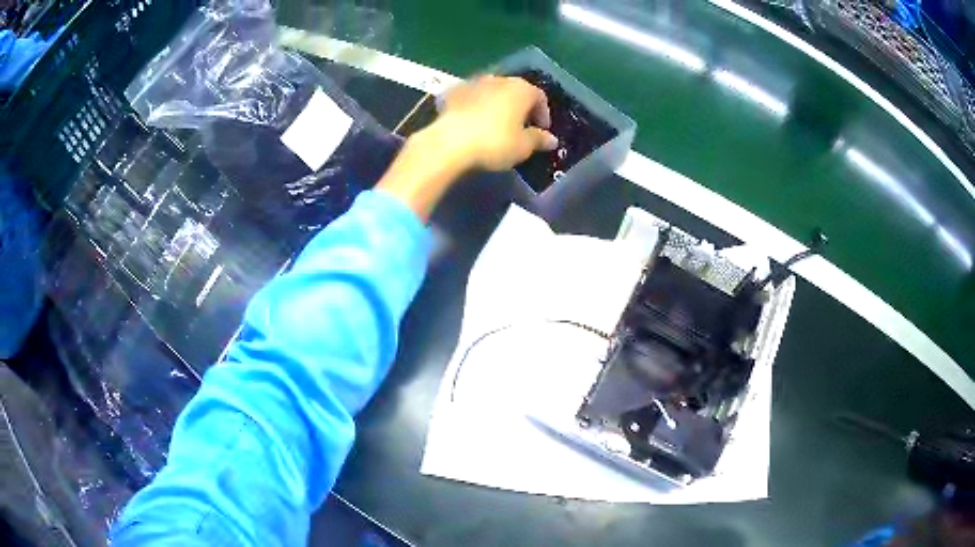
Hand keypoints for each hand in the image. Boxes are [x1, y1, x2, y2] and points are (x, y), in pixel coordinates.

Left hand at [434, 75, 558, 170]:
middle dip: (520, 107)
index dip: (543, 114)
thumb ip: (539, 140)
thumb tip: (551, 139)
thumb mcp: (523, 147)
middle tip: (520, 127)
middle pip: (515, 91)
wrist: (449, 142)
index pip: (540, 97)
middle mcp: (499, 79)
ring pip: (492, 92)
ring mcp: (473, 83)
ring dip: (496, 105)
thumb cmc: (494, 143)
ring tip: (495, 125)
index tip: (541, 130)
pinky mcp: (452, 92)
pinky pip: (470, 98)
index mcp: (521, 89)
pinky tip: (472, 123)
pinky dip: (475, 106)